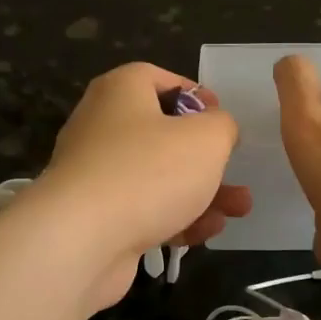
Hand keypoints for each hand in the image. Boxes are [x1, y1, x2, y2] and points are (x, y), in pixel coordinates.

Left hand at [35, 63, 251, 304]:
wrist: (81, 241)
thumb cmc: (149, 172)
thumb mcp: (207, 138)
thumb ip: (222, 126)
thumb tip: (217, 129)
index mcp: (121, 91)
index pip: (158, 78)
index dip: (195, 95)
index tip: (221, 118)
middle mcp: (102, 126)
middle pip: (163, 133)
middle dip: (207, 157)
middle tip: (234, 170)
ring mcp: (96, 174)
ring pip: (158, 177)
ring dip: (202, 192)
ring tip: (238, 209)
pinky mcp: (96, 216)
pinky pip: (144, 210)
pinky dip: (175, 218)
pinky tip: (206, 232)